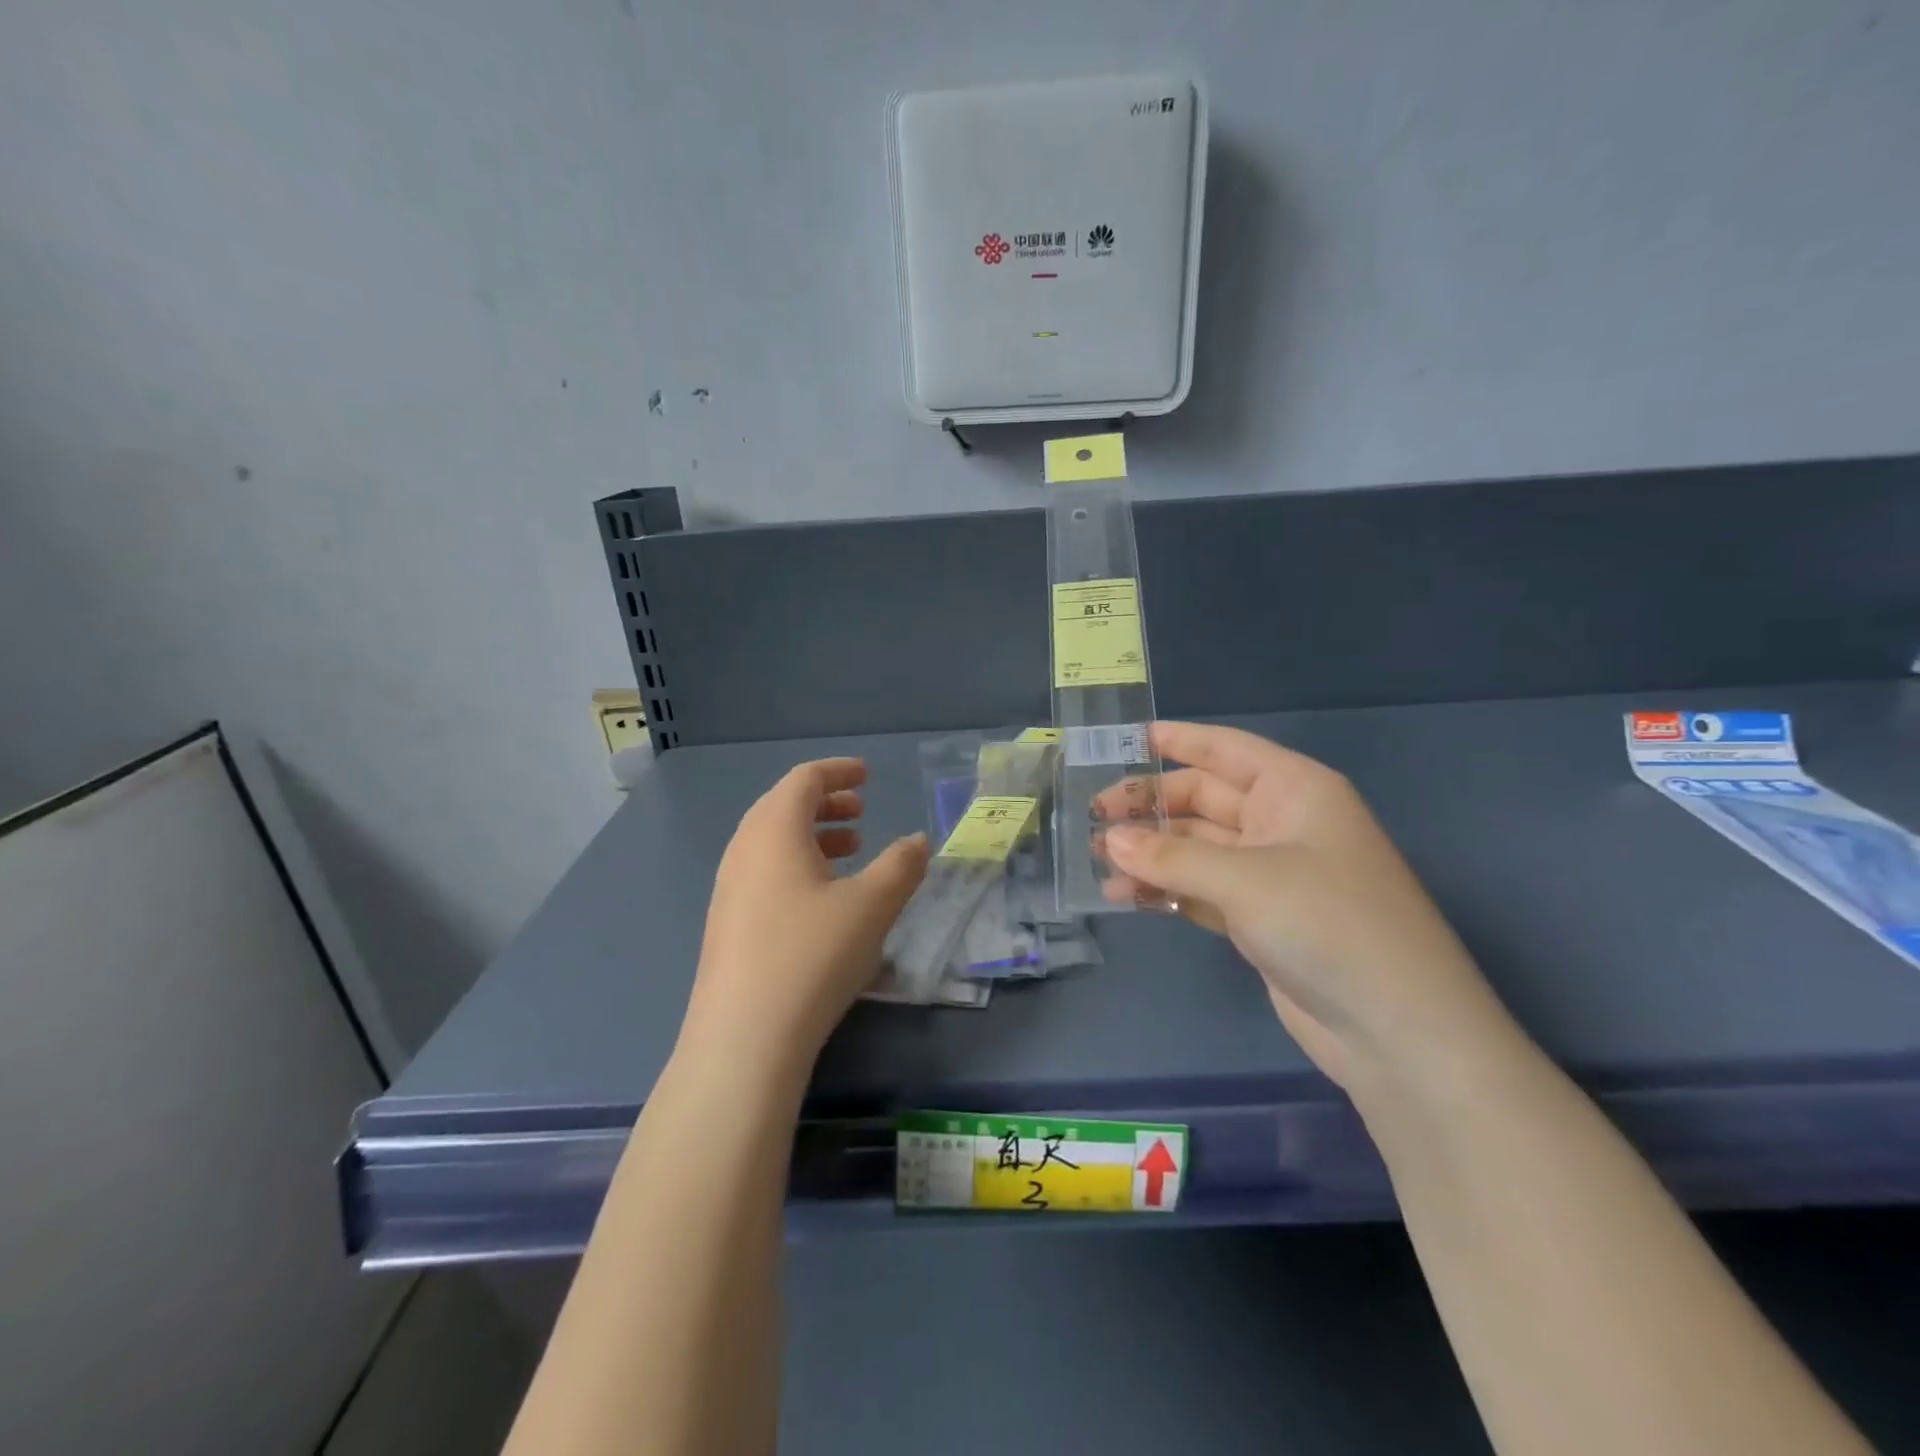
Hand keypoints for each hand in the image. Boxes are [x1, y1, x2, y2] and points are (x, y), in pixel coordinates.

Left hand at [683, 758, 928, 1073]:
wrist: (744, 1038)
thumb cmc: (812, 955)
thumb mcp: (872, 906)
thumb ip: (901, 866)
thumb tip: (918, 842)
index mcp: (774, 831)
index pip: (803, 779)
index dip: (838, 771)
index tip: (867, 775)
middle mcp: (744, 850)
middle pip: (783, 807)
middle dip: (825, 803)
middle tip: (861, 812)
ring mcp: (729, 889)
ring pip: (773, 843)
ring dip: (813, 837)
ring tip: (850, 851)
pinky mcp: (727, 925)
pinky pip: (765, 874)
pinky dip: (797, 867)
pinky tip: (824, 901)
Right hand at [1097, 722, 1515, 1095]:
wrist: (1397, 1031)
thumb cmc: (1329, 924)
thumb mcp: (1246, 880)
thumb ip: (1172, 856)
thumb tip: (1109, 838)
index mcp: (1294, 790)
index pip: (1226, 749)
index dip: (1178, 740)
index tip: (1126, 739)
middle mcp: (1282, 823)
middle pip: (1203, 799)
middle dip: (1150, 806)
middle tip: (1093, 816)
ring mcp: (1271, 874)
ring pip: (1197, 847)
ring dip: (1151, 852)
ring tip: (1098, 860)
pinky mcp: (1260, 919)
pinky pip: (1201, 889)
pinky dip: (1167, 889)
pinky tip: (1126, 896)